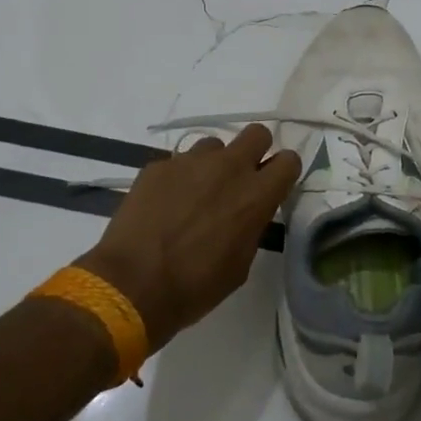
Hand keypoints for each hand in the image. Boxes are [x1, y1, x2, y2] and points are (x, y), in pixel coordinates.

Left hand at [77, 124, 298, 351]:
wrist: (132, 285)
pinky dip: (179, 178)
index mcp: (255, 195)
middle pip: (257, 133)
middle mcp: (228, 168)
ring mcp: (190, 162)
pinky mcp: (159, 165)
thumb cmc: (194, 287)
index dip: (283, 172)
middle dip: (255, 151)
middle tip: (241, 178)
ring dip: (213, 164)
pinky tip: (165, 204)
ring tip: (196, 194)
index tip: (273, 186)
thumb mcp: (239, 264)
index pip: (289, 160)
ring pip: (214, 145)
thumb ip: (251, 226)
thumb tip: (248, 213)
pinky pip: (178, 162)